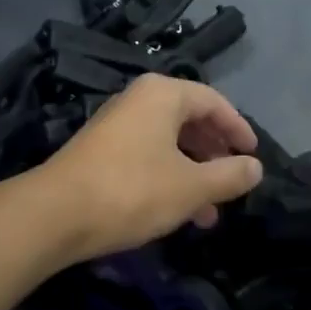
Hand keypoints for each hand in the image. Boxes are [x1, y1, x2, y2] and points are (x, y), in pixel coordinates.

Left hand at [27, 75, 262, 264]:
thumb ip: (229, 175)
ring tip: (209, 212)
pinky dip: (168, 177)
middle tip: (232, 181)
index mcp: (163, 94)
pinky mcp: (100, 151)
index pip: (213, 102)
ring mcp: (116, 124)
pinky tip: (176, 211)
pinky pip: (147, 155)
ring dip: (193, 173)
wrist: (54, 214)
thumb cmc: (132, 190)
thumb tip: (256, 167)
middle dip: (215, 154)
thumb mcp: (191, 187)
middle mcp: (139, 100)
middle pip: (190, 120)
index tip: (253, 155)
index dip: (238, 128)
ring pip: (168, 142)